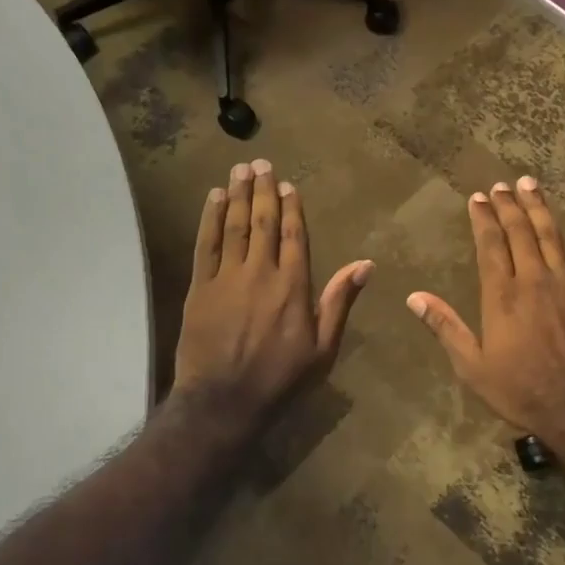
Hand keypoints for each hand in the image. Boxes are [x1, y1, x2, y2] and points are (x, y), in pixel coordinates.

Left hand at [172, 159, 371, 423]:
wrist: (224, 401)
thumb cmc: (281, 379)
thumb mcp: (323, 348)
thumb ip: (340, 302)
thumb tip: (365, 264)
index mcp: (294, 286)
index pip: (295, 235)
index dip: (292, 207)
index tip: (288, 184)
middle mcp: (261, 272)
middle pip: (263, 222)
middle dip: (263, 191)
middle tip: (260, 164)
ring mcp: (226, 277)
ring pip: (234, 226)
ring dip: (237, 195)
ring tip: (239, 170)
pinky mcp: (199, 287)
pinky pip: (205, 243)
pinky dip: (209, 218)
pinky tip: (213, 198)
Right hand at [406, 176, 564, 439]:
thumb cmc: (521, 390)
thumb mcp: (472, 367)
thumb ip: (446, 327)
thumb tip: (414, 297)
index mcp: (501, 296)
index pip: (490, 245)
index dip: (483, 219)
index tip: (478, 198)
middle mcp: (533, 279)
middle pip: (519, 232)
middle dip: (508, 206)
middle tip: (501, 186)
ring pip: (552, 235)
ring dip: (540, 208)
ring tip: (530, 184)